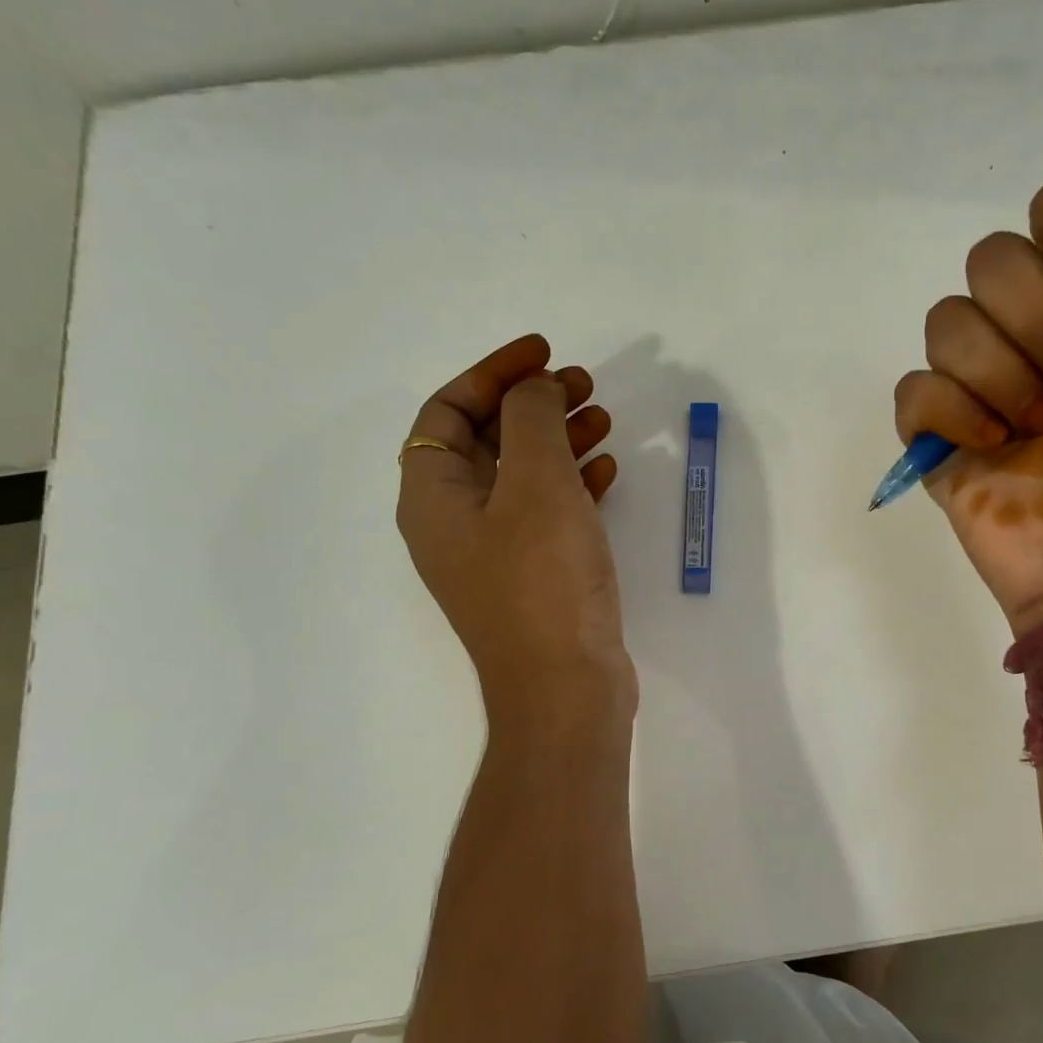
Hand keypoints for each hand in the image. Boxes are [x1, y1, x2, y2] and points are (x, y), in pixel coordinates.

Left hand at [396, 334, 634, 715]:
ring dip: (560, 440)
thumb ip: (532, 419)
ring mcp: (496, 552)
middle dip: (534, 404)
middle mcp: (455, 521)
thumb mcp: (536, 484)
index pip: (449, 411)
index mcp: (433, 495)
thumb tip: (535, 388)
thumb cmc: (543, 580)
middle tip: (584, 384)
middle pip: (488, 439)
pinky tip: (609, 471)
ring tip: (604, 419)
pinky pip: (548, 512)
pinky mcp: (534, 575)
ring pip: (523, 475)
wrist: (565, 688)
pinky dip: (574, 483)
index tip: (544, 353)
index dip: (493, 372)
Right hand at [893, 93, 1042, 631]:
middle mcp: (1028, 328)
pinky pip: (912, 389)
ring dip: (997, 379)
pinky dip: (951, 416)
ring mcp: (975, 381)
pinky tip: (986, 450)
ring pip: (945, 322)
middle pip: (990, 260)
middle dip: (1034, 324)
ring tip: (1030, 431)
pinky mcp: (934, 430)